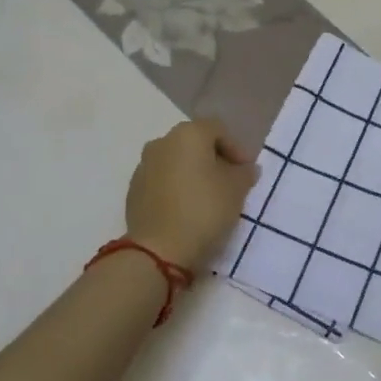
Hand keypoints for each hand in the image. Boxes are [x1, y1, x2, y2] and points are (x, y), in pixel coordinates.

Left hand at [125, 119, 259, 273]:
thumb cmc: (204, 210)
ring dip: (193, 173)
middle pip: (194, 143)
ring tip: (207, 198)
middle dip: (214, 159)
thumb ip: (245, 173)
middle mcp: (161, 142)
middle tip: (229, 183)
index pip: (218, 130)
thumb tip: (245, 168)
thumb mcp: (237, 190)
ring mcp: (143, 166)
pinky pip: (161, 181)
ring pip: (176, 162)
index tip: (246, 172)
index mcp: (188, 134)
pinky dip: (175, 188)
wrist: (158, 250)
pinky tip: (186, 210)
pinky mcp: (133, 190)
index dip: (236, 148)